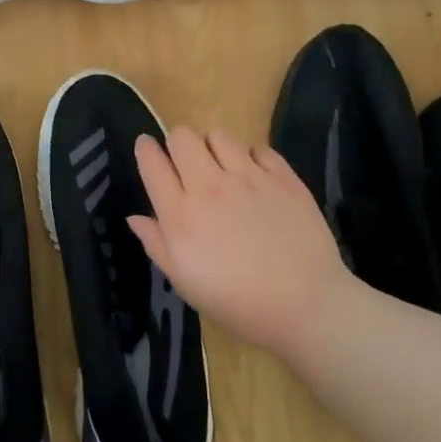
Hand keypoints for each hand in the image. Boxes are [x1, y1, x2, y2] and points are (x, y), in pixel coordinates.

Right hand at [127, 126, 364, 360]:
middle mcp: (210, 187)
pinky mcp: (284, 178)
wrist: (305, 306)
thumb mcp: (185, 283)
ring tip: (221, 167)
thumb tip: (135, 218)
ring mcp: (249, 178)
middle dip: (178, 144)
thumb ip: (157, 245)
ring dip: (213, 147)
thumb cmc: (237, 303)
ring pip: (219, 135)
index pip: (152, 163)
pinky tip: (255, 177)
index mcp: (181, 215)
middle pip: (182, 136)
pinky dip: (252, 157)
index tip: (146, 148)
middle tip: (186, 165)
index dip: (145, 149)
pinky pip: (259, 148)